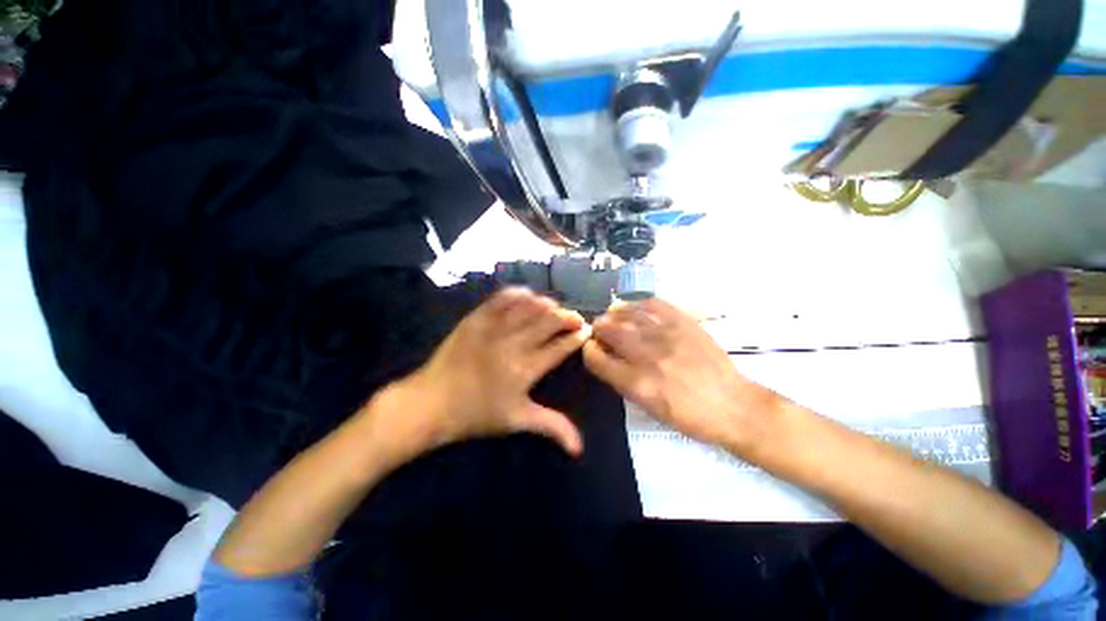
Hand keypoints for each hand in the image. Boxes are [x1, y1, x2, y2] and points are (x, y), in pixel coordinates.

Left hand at [365, 288, 589, 463]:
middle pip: (549, 320)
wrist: (431, 403)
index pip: (560, 347)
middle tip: (575, 319)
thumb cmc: (476, 414)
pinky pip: (502, 298)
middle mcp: (513, 343)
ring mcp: (493, 327)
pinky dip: (519, 294)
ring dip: (548, 304)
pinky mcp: (476, 318)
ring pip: (530, 306)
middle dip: (568, 317)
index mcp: (525, 369)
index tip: (585, 332)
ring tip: (555, 308)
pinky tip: (528, 296)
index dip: (576, 337)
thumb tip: (580, 448)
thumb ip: (552, 427)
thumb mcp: (517, 421)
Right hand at [583, 298, 780, 451]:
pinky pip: (653, 305)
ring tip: (612, 315)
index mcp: (637, 383)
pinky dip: (638, 304)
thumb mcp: (649, 409)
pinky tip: (634, 308)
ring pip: (628, 314)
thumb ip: (622, 382)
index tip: (591, 348)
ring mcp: (666, 336)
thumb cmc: (688, 416)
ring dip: (614, 313)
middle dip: (599, 329)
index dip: (589, 351)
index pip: (598, 359)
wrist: (732, 405)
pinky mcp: (684, 323)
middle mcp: (648, 356)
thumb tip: (606, 358)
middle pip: (610, 331)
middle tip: (600, 329)